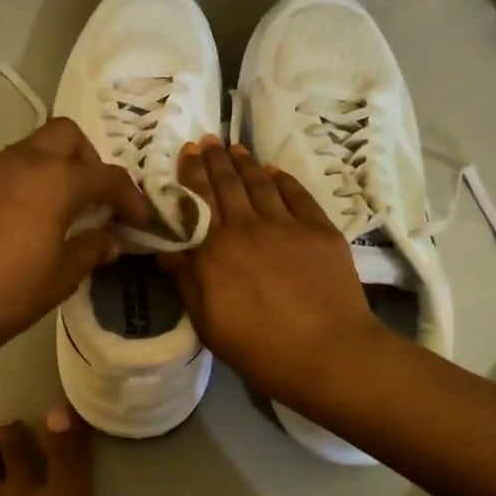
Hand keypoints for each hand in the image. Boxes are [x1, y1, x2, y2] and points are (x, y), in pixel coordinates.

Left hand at [0, 118, 150, 360]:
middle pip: (64, 135)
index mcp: (54, 181)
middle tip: (91, 197)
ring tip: (49, 212)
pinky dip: (12, 187)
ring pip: (26, 151)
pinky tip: (7, 225)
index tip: (138, 219)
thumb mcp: (63, 276)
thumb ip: (92, 248)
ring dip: (47, 171)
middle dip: (87, 159)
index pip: (106, 176)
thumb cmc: (10, 294)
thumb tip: (109, 239)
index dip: (130, 196)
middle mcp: (19, 163)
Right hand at [160, 138, 384, 406]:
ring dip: (245, 163)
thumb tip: (167, 249)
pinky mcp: (320, 230)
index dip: (190, 174)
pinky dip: (283, 180)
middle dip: (214, 160)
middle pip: (227, 184)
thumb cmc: (259, 348)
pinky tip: (275, 171)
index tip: (185, 153)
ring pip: (261, 184)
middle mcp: (248, 227)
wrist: (328, 354)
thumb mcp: (208, 322)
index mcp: (215, 250)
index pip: (196, 201)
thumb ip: (187, 280)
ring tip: (235, 149)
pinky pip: (298, 195)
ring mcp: (287, 225)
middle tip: (206, 140)